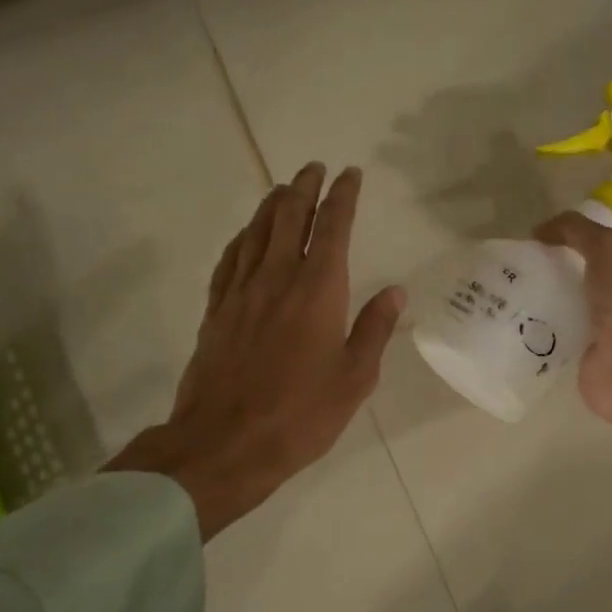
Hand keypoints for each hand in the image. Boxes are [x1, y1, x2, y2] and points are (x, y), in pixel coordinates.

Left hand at [108, 163, 404, 539]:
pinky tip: (246, 236)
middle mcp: (277, 279)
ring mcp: (241, 293)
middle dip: (304, 188)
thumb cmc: (301, 415)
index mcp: (317, 291)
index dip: (343, 197)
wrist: (225, 443)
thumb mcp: (354, 378)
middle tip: (314, 168)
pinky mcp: (216, 311)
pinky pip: (230, 260)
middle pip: (289, 218)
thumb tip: (395, 291)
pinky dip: (242, 238)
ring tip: (283, 190)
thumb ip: (374, 330)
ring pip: (256, 232)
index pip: (333, 228)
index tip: (350, 174)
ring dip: (272, 205)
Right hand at [535, 213, 611, 495]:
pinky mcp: (590, 351)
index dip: (580, 235)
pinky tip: (519, 317)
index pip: (611, 242)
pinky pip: (562, 330)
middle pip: (589, 271)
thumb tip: (541, 231)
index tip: (545, 236)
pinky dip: (544, 324)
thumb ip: (577, 229)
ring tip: (514, 287)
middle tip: (525, 262)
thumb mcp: (608, 247)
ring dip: (549, 295)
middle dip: (560, 265)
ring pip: (574, 300)